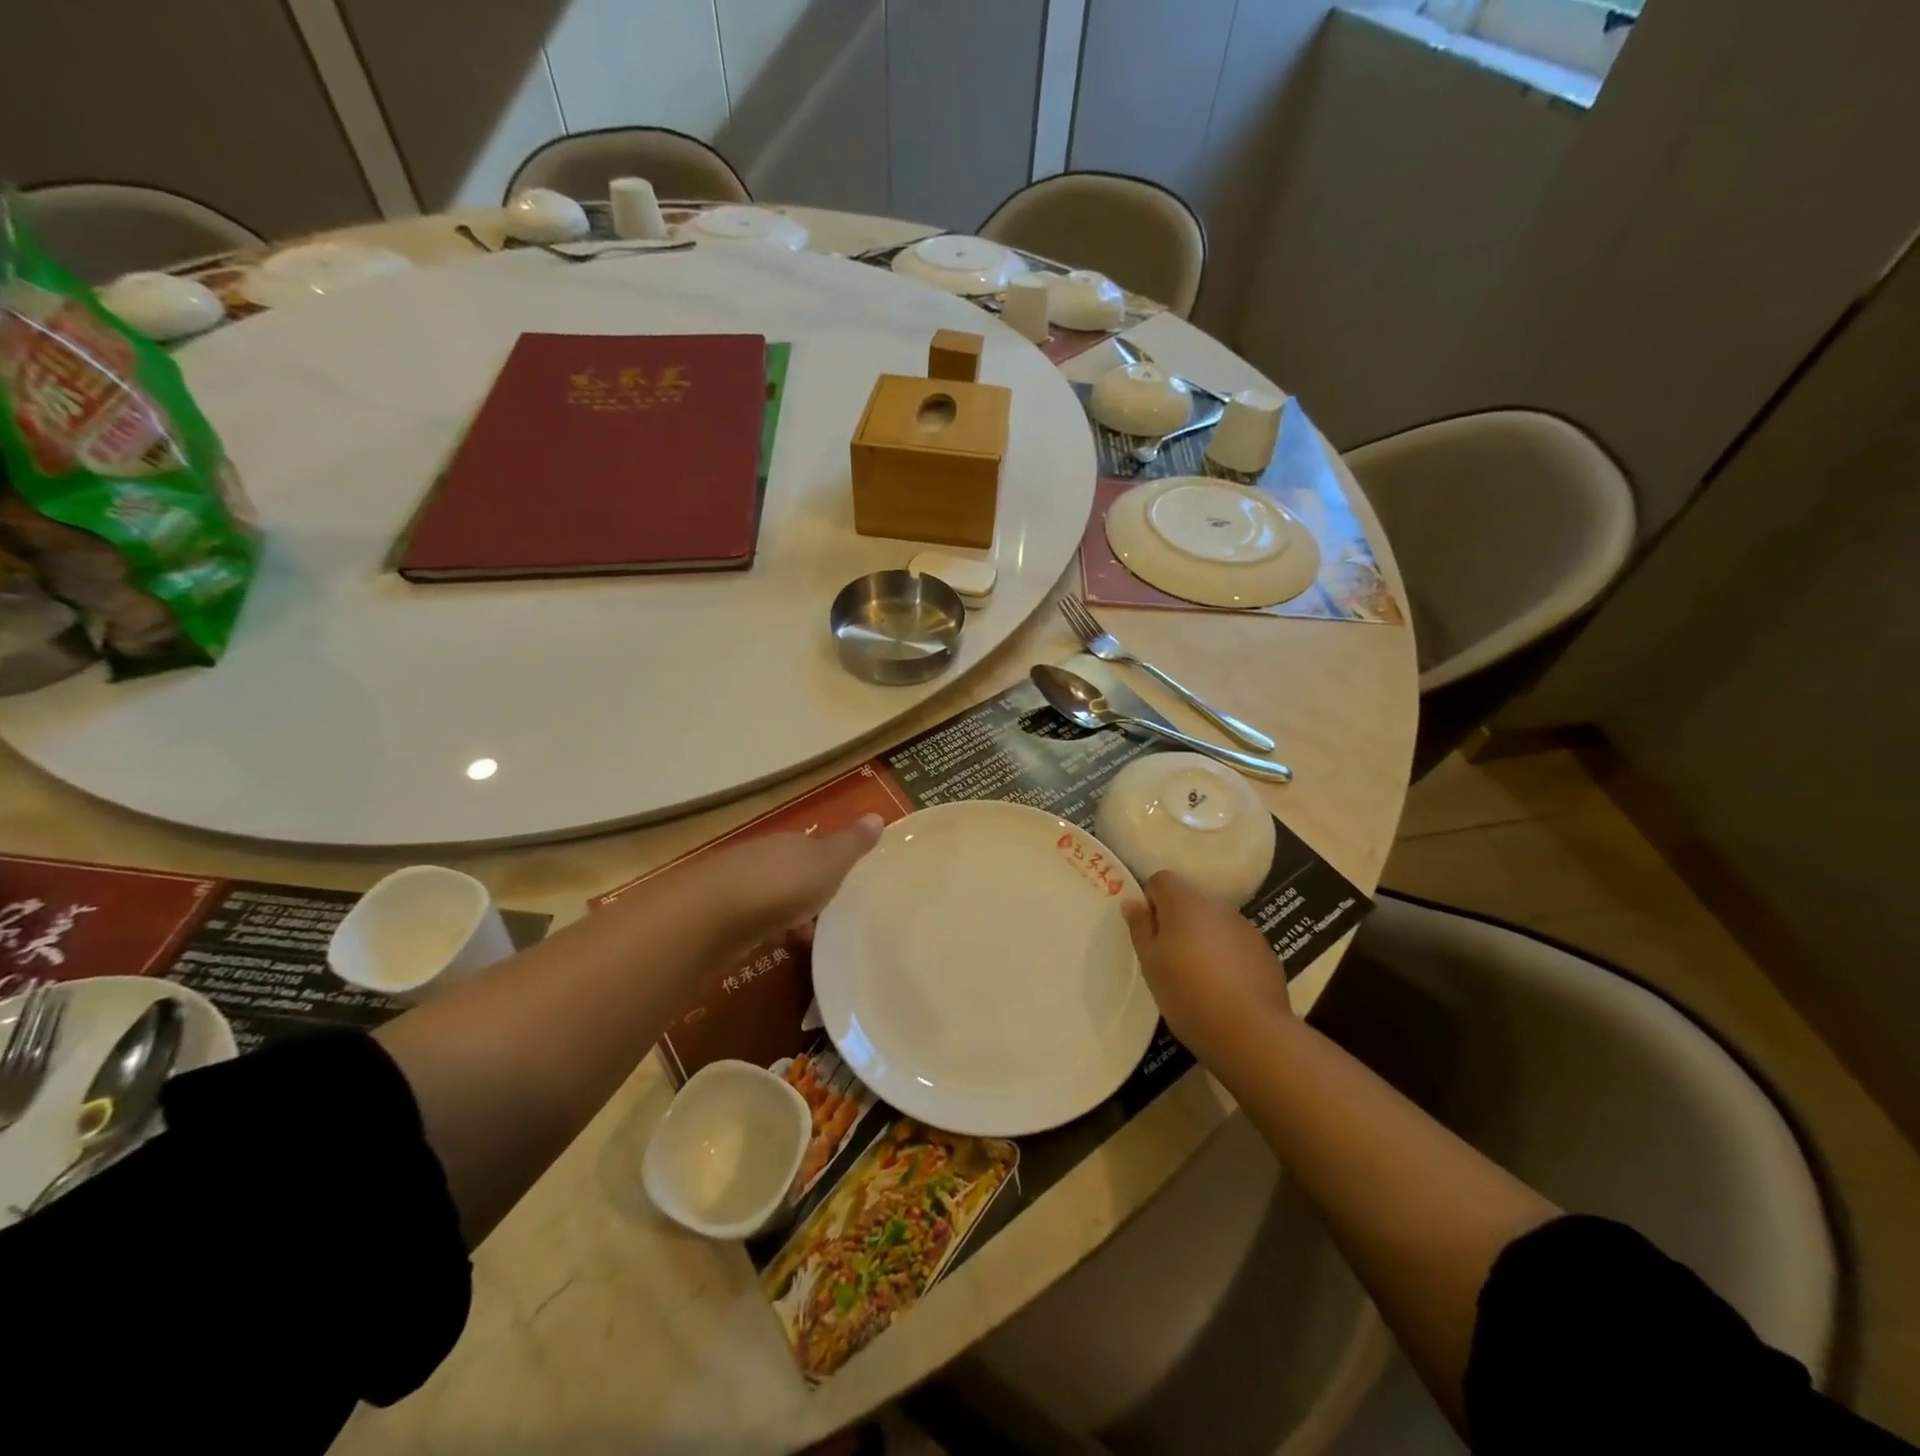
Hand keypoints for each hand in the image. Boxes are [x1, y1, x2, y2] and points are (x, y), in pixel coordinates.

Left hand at [703, 814, 884, 946]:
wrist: (712, 914)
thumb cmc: (782, 885)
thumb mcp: (830, 863)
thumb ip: (853, 843)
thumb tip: (877, 815)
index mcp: (792, 842)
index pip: (815, 847)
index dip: (830, 864)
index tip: (844, 886)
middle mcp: (764, 856)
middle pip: (791, 870)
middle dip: (807, 891)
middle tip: (828, 917)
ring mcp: (737, 883)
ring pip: (770, 895)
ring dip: (786, 913)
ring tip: (804, 939)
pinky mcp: (717, 913)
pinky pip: (751, 917)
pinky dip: (765, 928)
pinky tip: (772, 945)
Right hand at [1123, 870, 1292, 1063]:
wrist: (1251, 1032)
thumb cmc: (1188, 994)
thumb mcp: (1150, 963)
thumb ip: (1140, 928)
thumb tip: (1132, 902)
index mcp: (1185, 903)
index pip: (1162, 879)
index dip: (1151, 900)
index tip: (1149, 932)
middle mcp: (1218, 906)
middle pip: (1190, 900)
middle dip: (1177, 921)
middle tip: (1169, 957)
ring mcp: (1246, 928)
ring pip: (1215, 922)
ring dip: (1203, 938)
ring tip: (1198, 976)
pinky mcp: (1265, 951)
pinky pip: (1236, 943)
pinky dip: (1227, 955)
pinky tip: (1225, 987)